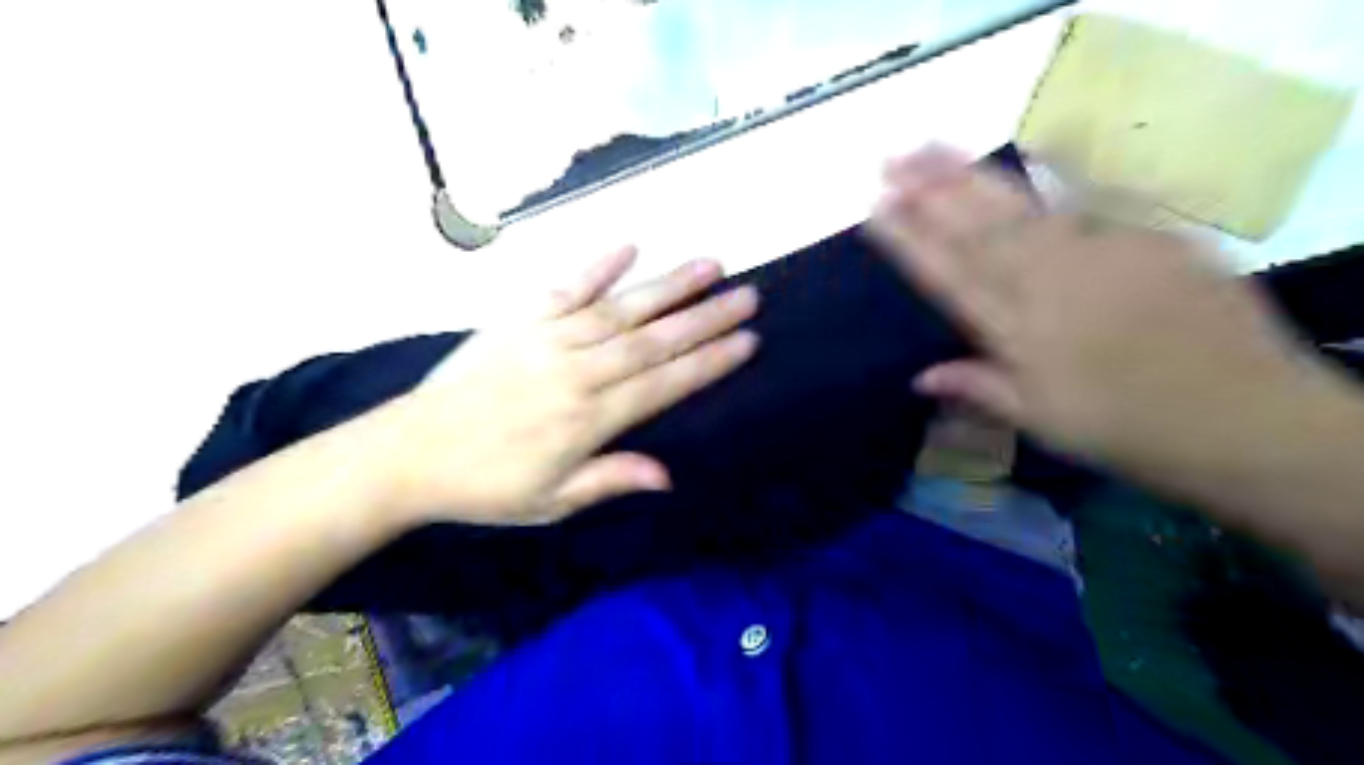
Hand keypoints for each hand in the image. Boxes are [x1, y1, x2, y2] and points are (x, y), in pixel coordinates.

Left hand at [370, 247, 756, 528]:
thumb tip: (670, 476)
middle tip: (748, 295)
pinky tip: (629, 246)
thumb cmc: (486, 485)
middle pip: (652, 340)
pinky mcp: (519, 320)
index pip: (664, 383)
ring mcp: (547, 339)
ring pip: (620, 309)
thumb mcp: (551, 502)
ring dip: (668, 286)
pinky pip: (565, 288)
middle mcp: (576, 372)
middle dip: (705, 317)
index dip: (709, 362)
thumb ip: (611, 480)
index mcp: (588, 419)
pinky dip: (597, 266)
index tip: (747, 341)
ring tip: (710, 265)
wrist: (409, 453)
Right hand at [868, 146, 1340, 475]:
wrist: (1238, 414)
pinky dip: (1046, 180)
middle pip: (977, 228)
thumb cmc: (1122, 427)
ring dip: (970, 175)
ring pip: (1019, 206)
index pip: (948, 273)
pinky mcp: (1143, 238)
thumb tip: (919, 377)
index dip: (908, 240)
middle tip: (892, 161)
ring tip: (933, 149)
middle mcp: (1046, 281)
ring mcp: (1096, 253)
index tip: (877, 210)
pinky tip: (1025, 158)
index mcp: (1016, 328)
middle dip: (929, 191)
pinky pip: (1082, 204)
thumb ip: (979, 388)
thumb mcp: (1040, 420)